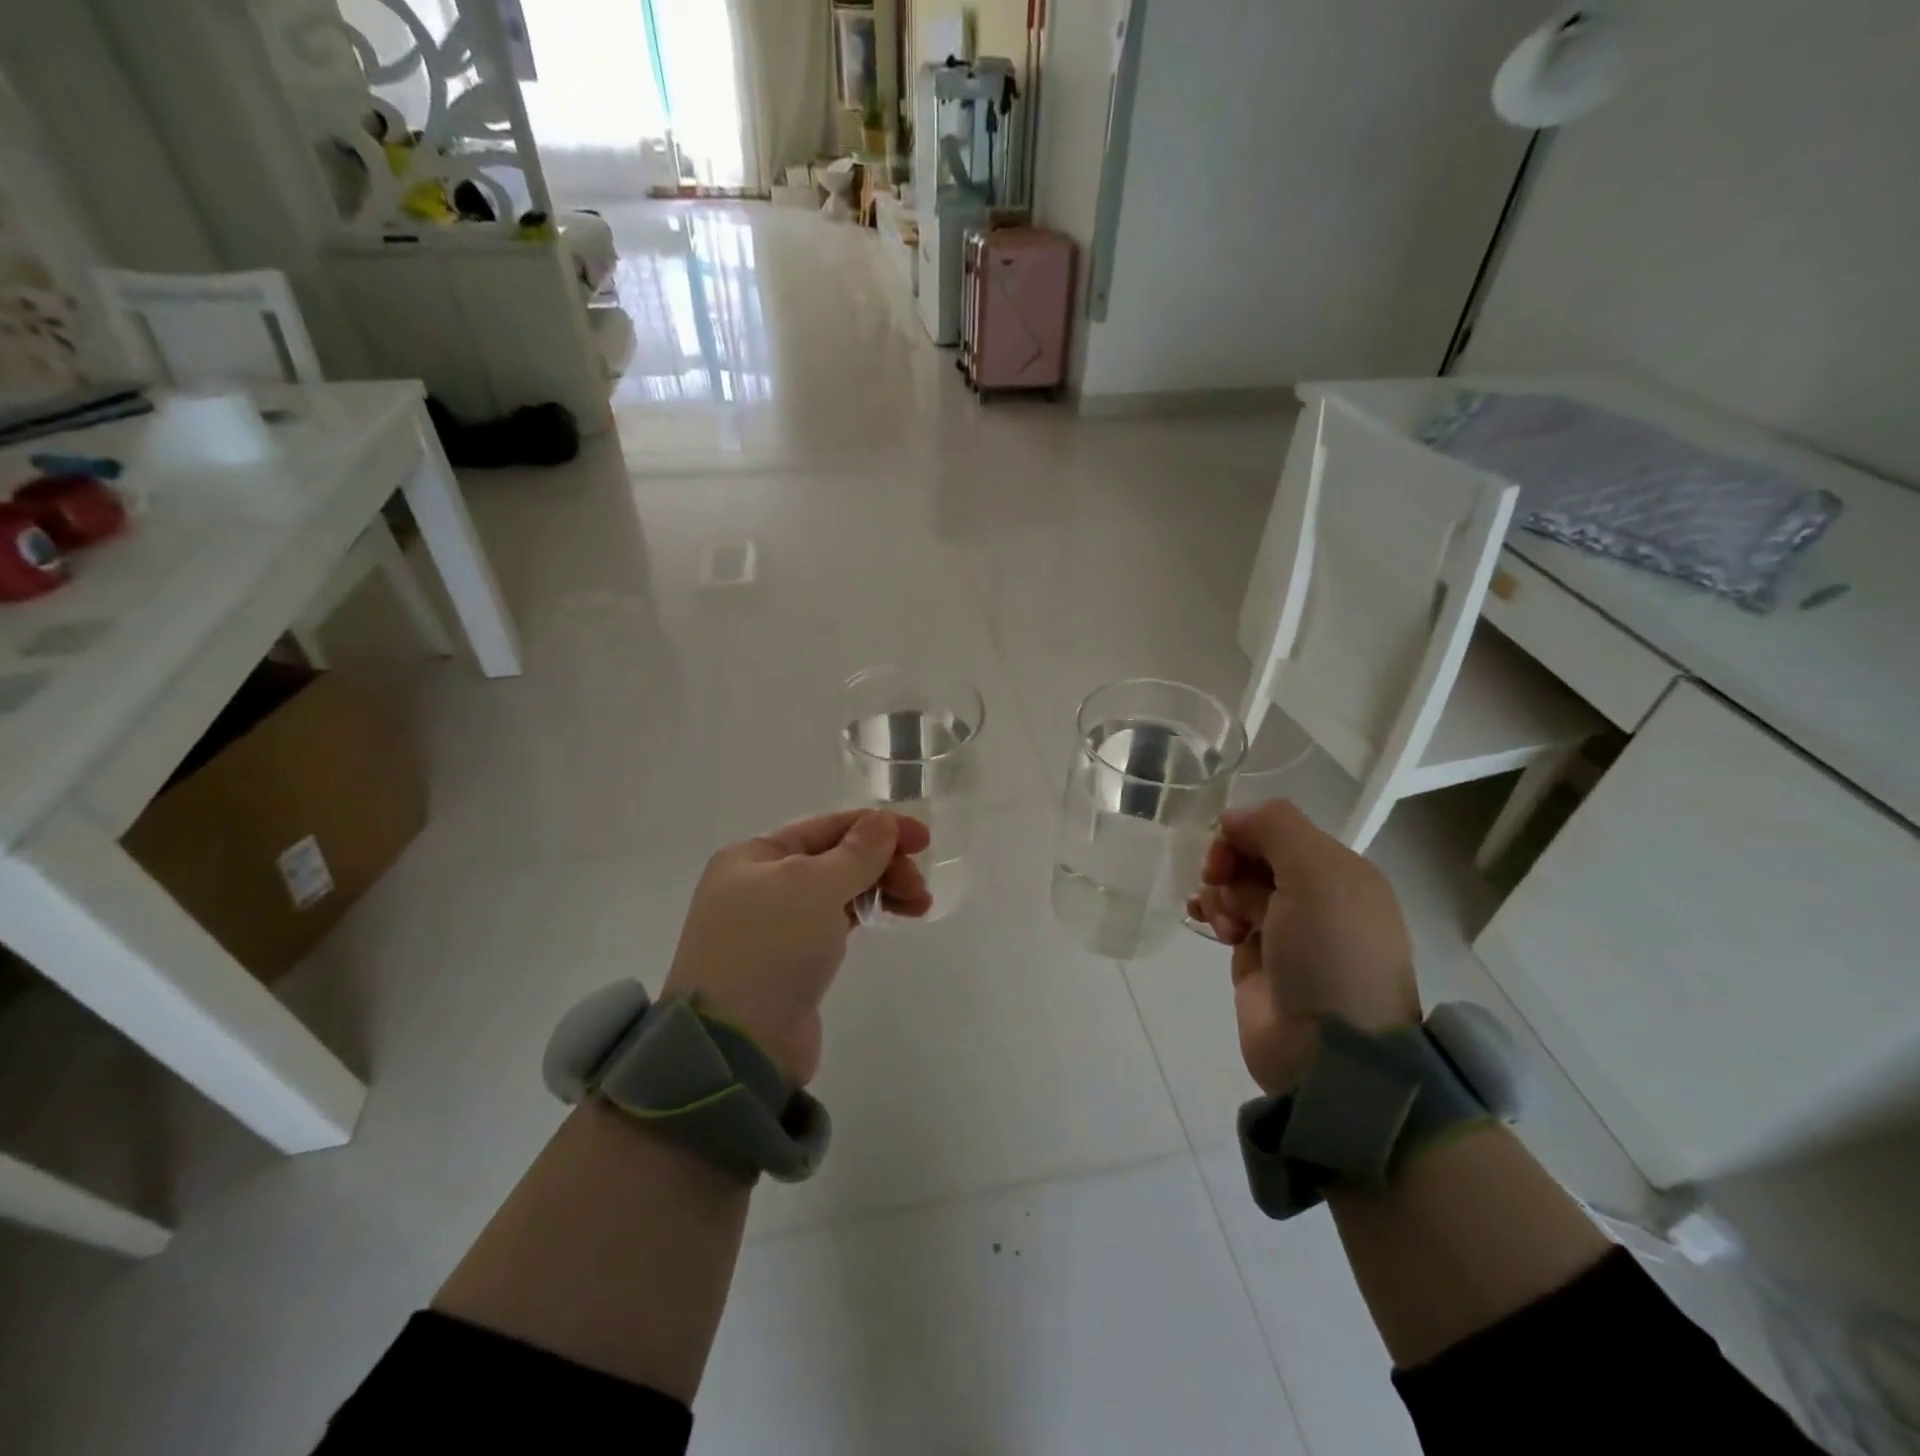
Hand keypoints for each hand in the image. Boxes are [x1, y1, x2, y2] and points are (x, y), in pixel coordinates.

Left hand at [661, 810, 931, 1084]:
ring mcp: (775, 924)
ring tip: (920, 905)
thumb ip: (856, 852)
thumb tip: (883, 821)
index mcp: (754, 856)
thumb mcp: (814, 886)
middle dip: (882, 864)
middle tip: (919, 885)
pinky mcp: (793, 960)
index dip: (877, 827)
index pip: (826, 826)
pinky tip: (893, 916)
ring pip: (839, 890)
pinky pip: (836, 921)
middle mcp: (761, 883)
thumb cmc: (771, 948)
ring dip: (881, 889)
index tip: (923, 838)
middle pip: (835, 858)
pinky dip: (866, 913)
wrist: (736, 1047)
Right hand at [1187, 800, 1420, 1093]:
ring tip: (1224, 923)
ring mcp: (1286, 931)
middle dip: (1229, 865)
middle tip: (1220, 885)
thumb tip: (1233, 818)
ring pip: (1236, 886)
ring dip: (1220, 893)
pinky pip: (1227, 917)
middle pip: (1254, 856)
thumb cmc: (1328, 953)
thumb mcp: (1317, 873)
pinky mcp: (1258, 961)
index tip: (1224, 853)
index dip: (1245, 833)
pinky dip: (1212, 912)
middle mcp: (1316, 897)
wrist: (1327, 1051)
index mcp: (1341, 872)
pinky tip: (1204, 922)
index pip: (1279, 830)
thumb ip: (1276, 826)